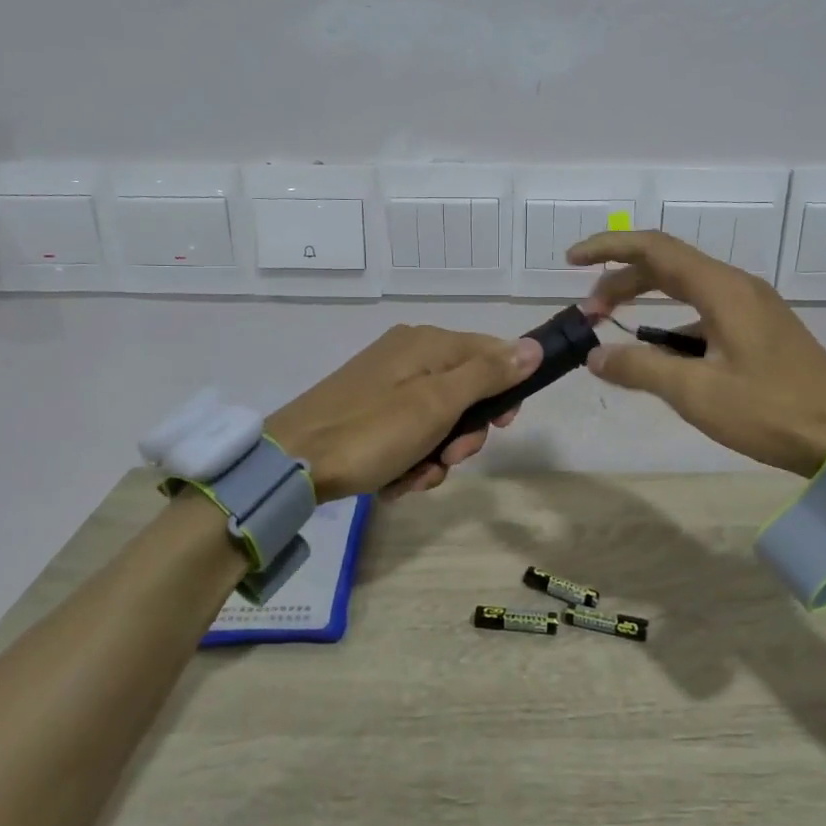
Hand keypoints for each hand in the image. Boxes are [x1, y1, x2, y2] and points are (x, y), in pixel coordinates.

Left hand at [267, 325, 540, 502]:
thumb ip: (488, 374)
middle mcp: (409, 355)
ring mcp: (386, 384)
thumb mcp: (438, 403)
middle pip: (465, 392)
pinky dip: (409, 459)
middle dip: (462, 435)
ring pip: (438, 421)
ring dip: (435, 456)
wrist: (293, 462)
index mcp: (428, 343)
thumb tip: (532, 347)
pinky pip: (409, 433)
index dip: (506, 390)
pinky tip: (394, 481)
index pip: (491, 353)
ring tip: (413, 478)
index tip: (504, 426)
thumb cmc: (372, 430)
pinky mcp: (368, 410)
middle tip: (446, 458)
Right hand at [569, 230, 825, 475]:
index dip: (608, 249)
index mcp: (722, 290)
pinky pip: (704, 312)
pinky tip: (659, 356)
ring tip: (614, 331)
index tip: (571, 261)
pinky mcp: (759, 329)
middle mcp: (737, 287)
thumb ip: (640, 368)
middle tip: (588, 312)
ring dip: (645, 302)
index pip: (654, 249)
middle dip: (620, 282)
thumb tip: (595, 357)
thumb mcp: (696, 393)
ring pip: (685, 289)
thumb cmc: (770, 411)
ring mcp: (752, 307)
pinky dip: (671, 324)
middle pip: (667, 266)